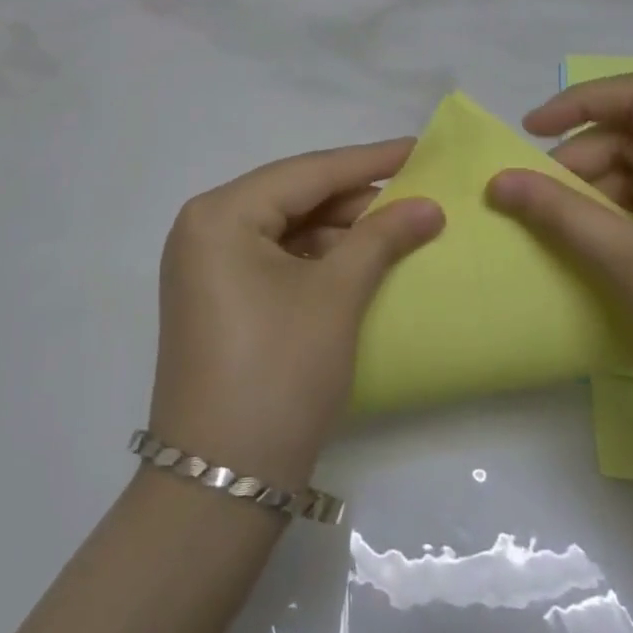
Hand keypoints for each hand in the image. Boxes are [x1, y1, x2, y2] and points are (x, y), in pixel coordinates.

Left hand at [150, 141, 443, 490]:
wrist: (221, 486)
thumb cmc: (278, 372)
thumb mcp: (335, 296)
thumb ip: (381, 238)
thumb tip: (428, 206)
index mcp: (220, 214)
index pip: (306, 172)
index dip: (368, 160)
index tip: (418, 147)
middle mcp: (204, 230)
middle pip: (293, 197)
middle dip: (355, 198)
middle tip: (416, 192)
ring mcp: (207, 268)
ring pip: (286, 229)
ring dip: (340, 229)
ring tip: (398, 227)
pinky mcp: (218, 300)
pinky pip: (275, 260)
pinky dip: (318, 259)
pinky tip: (360, 261)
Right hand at [486, 73, 632, 454]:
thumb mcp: (630, 262)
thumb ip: (559, 211)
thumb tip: (497, 181)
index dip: (576, 104)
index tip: (527, 132)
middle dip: (587, 157)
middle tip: (541, 196)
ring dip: (605, 186)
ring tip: (568, 223)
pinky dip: (630, 209)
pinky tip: (604, 238)